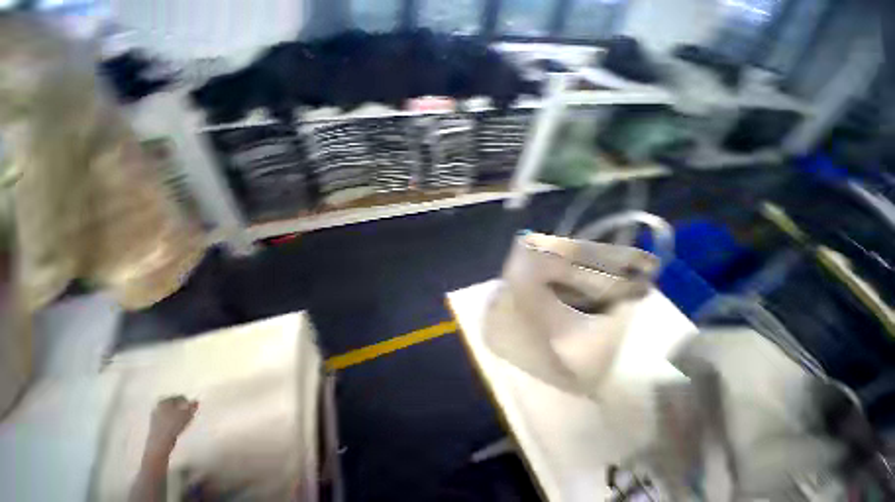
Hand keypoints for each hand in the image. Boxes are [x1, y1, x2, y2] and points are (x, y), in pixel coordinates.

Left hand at [147, 396, 197, 451]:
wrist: (160, 442)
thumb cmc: (173, 425)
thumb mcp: (187, 414)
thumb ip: (192, 406)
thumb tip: (196, 401)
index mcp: (164, 401)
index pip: (179, 397)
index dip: (187, 401)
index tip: (193, 407)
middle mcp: (158, 407)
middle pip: (174, 405)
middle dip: (182, 408)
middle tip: (190, 412)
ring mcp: (155, 417)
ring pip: (170, 413)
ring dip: (178, 415)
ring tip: (186, 420)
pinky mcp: (155, 426)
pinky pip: (167, 420)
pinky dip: (174, 421)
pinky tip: (179, 426)